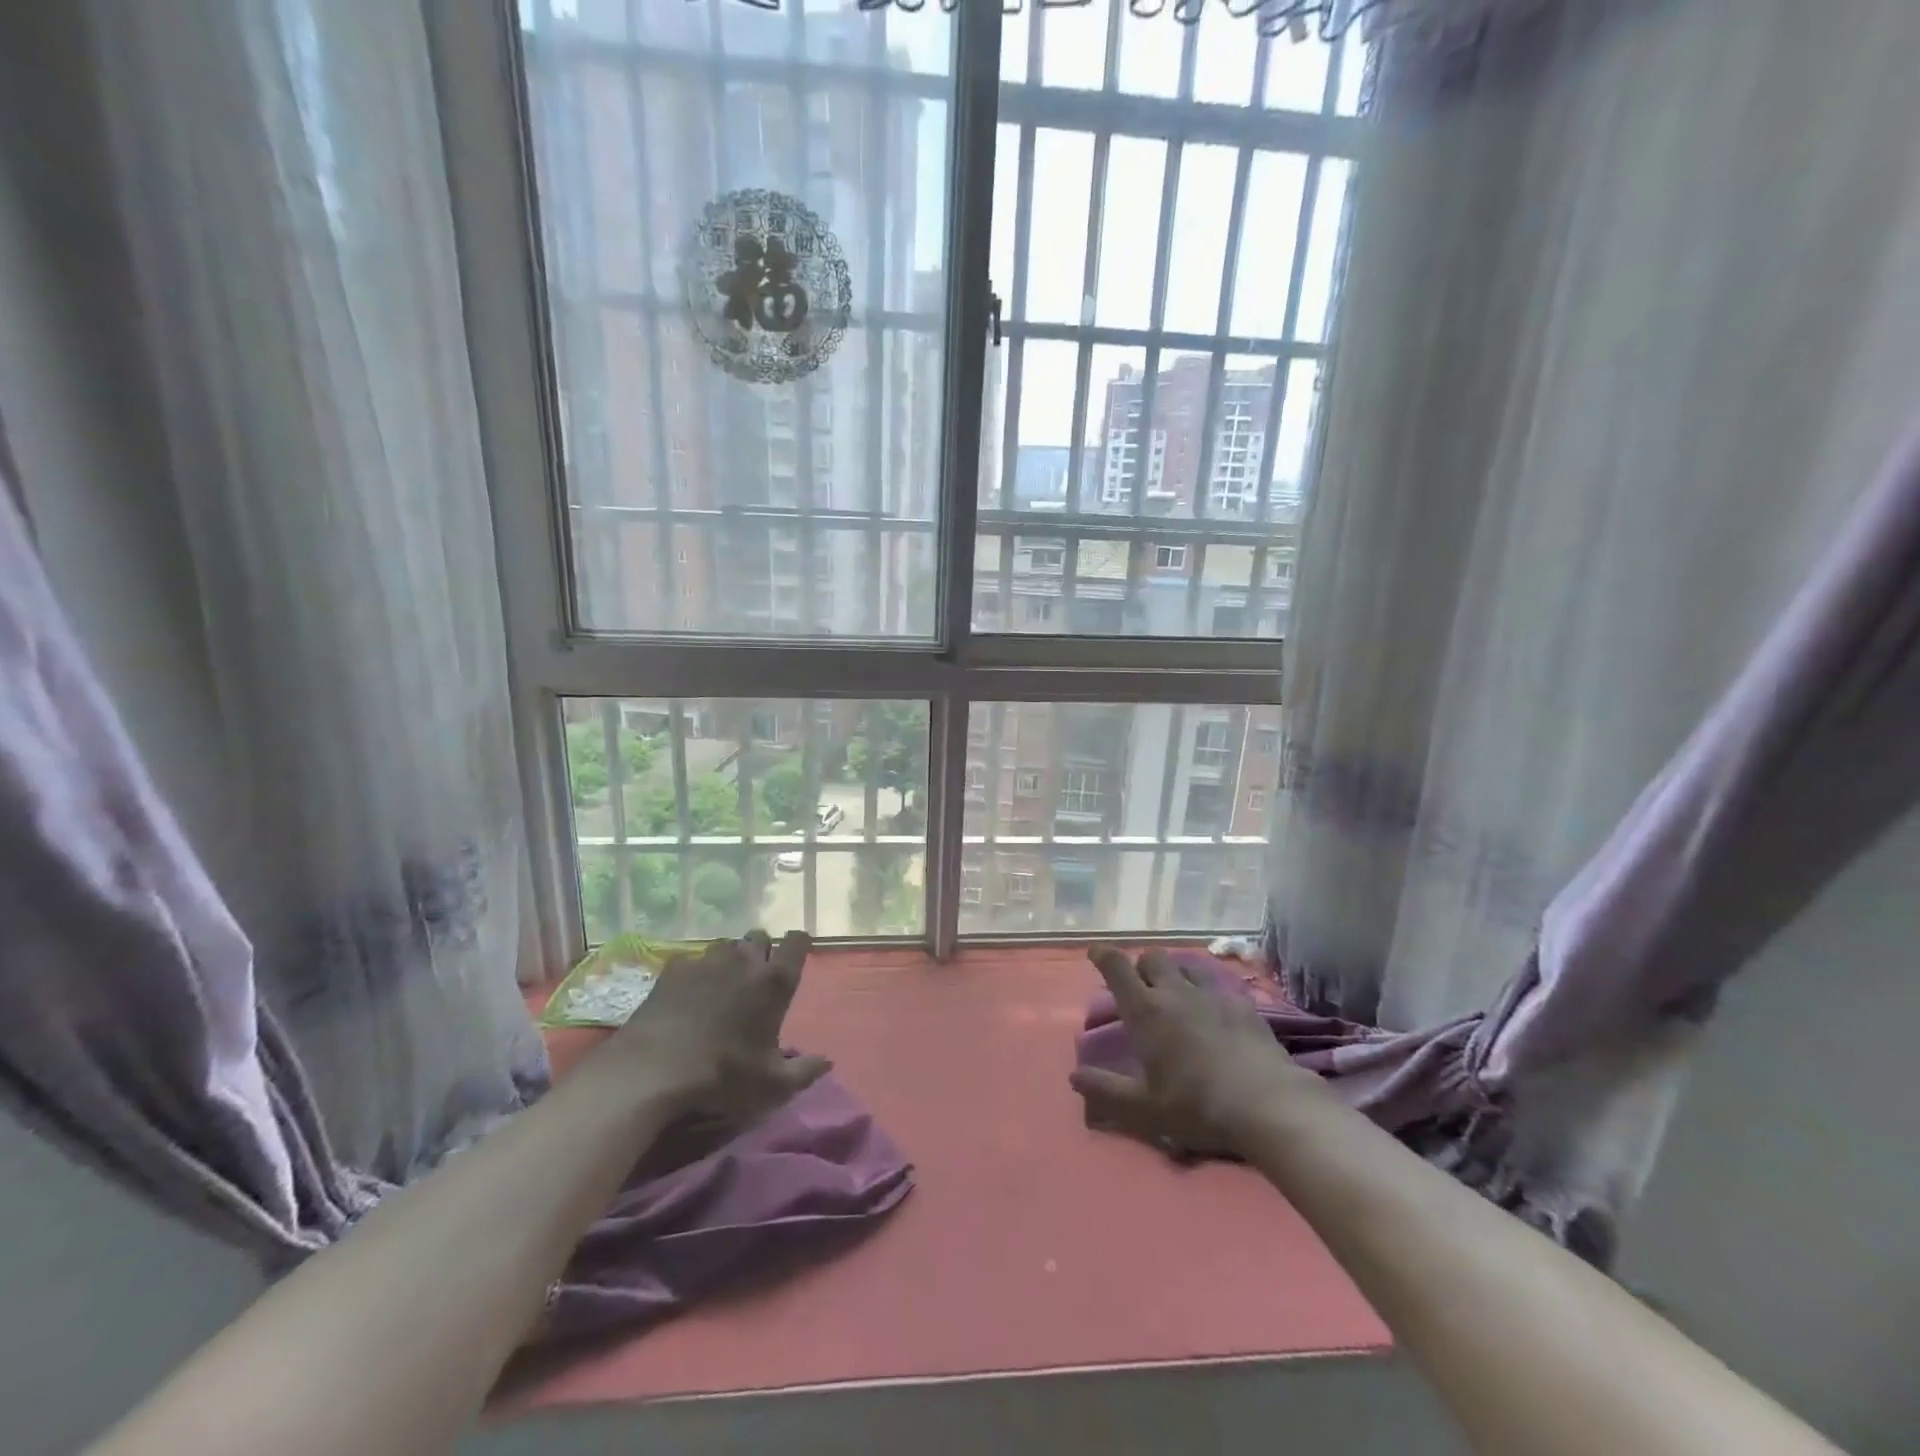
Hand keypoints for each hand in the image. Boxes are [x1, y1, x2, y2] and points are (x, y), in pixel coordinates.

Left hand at [605, 930, 830, 1122]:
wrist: (653, 1070)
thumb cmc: (723, 1074)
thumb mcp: (772, 1084)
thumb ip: (805, 1071)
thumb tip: (827, 1061)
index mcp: (774, 981)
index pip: (797, 942)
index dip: (798, 946)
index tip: (794, 960)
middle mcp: (744, 961)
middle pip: (760, 936)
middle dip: (761, 951)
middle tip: (756, 979)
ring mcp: (707, 961)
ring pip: (726, 945)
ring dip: (730, 959)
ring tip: (722, 985)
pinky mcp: (674, 969)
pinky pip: (693, 960)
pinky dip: (696, 972)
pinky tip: (688, 996)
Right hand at [1070, 947, 1322, 1157]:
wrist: (1267, 1105)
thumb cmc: (1197, 1106)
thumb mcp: (1144, 1108)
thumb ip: (1106, 1090)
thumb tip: (1073, 1077)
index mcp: (1146, 1011)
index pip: (1117, 968)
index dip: (1103, 955)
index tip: (1096, 952)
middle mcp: (1176, 992)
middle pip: (1153, 958)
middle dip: (1142, 966)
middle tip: (1141, 987)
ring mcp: (1213, 994)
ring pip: (1187, 964)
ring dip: (1176, 972)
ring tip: (1178, 992)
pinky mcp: (1244, 1004)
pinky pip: (1220, 984)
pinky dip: (1210, 991)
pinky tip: (1216, 1011)